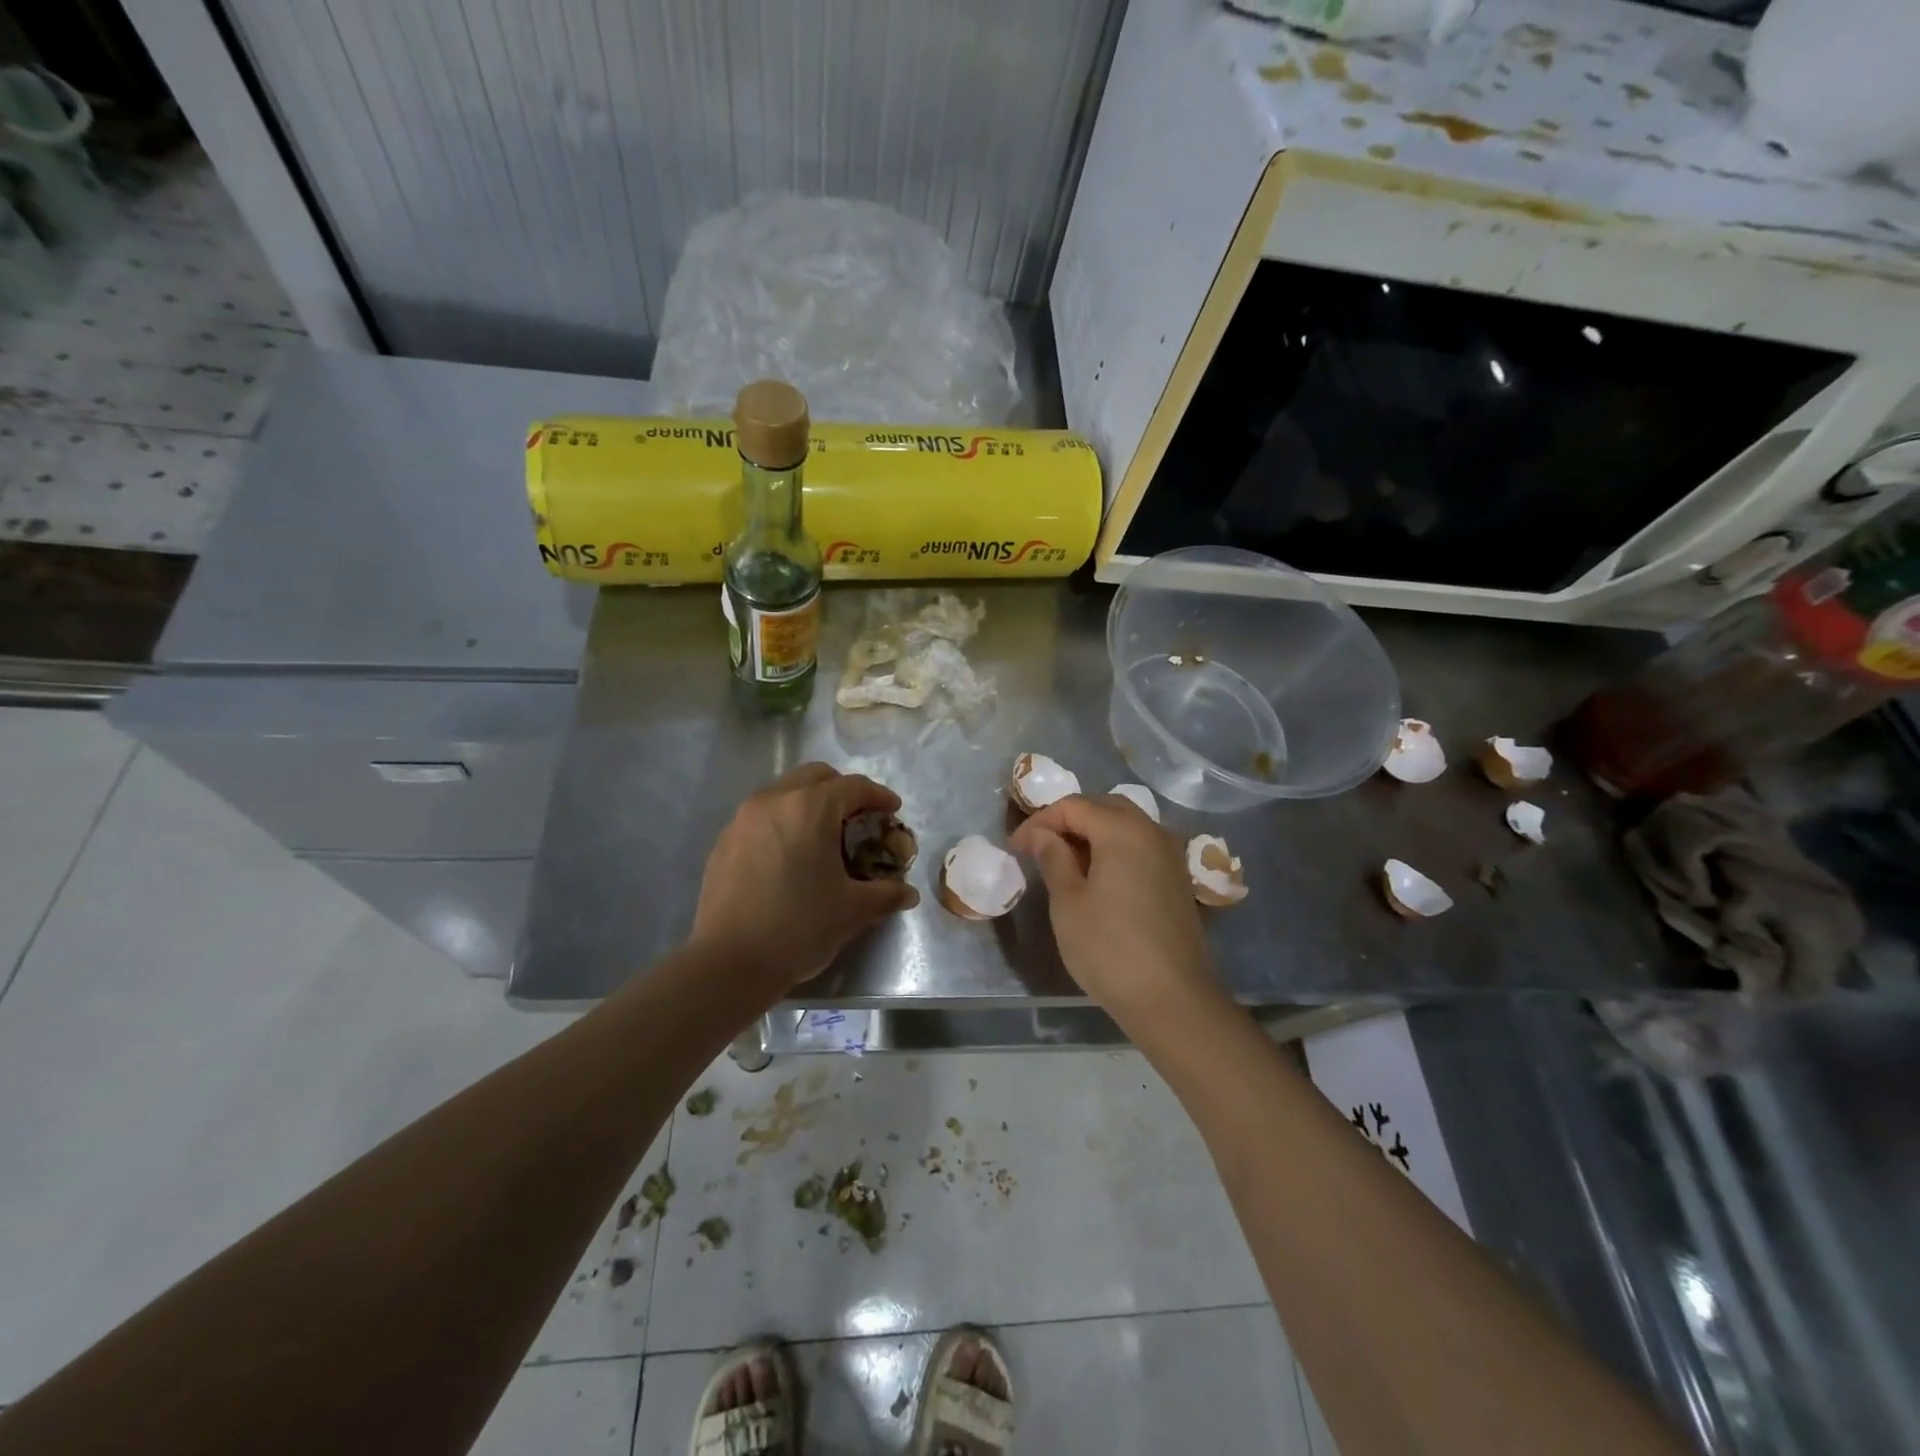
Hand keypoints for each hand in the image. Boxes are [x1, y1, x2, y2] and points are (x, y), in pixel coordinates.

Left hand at [690, 763, 917, 996]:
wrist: (729, 963)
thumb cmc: (799, 928)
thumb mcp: (853, 911)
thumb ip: (885, 894)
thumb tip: (907, 893)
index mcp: (810, 808)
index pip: (853, 786)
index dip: (878, 796)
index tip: (892, 811)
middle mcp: (774, 800)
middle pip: (816, 777)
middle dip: (842, 791)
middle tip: (858, 819)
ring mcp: (743, 819)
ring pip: (784, 792)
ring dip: (809, 803)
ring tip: (823, 836)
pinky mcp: (724, 841)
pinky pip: (761, 816)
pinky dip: (783, 822)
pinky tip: (789, 856)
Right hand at [1011, 794, 1222, 1027]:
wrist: (1172, 999)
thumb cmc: (1109, 948)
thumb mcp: (1068, 902)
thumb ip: (1053, 858)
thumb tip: (1042, 834)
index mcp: (1122, 830)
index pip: (1073, 806)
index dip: (1039, 821)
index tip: (1015, 848)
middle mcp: (1152, 831)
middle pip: (1104, 807)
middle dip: (1068, 820)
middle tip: (1039, 847)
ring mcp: (1170, 855)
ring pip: (1126, 826)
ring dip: (1093, 834)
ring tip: (1064, 862)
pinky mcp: (1177, 879)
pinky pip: (1141, 847)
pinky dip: (1115, 850)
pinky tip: (1097, 878)